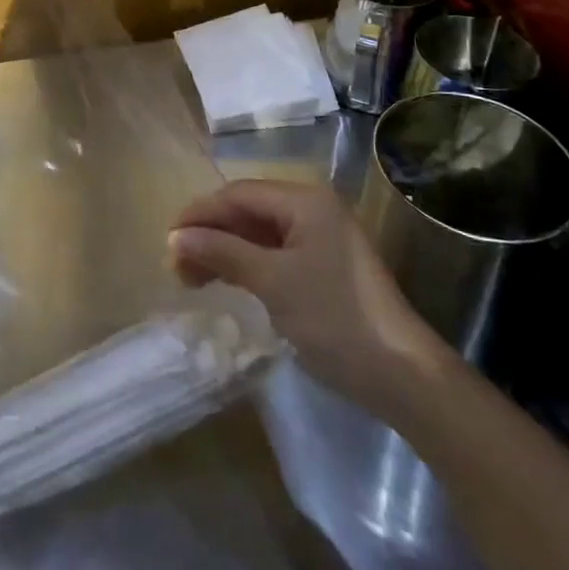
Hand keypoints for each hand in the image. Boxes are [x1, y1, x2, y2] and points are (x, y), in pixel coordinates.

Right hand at [168, 179, 450, 406]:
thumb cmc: (334, 318)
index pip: (238, 194)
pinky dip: (246, 265)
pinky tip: (225, 281)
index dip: (200, 214)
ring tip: (191, 279)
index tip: (167, 241)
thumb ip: (222, 253)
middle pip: (247, 211)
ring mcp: (319, 238)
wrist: (401, 374)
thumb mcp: (273, 282)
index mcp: (304, 200)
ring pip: (257, 234)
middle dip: (210, 234)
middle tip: (176, 267)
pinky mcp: (322, 266)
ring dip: (224, 251)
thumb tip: (175, 237)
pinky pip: (273, 253)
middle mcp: (311, 209)